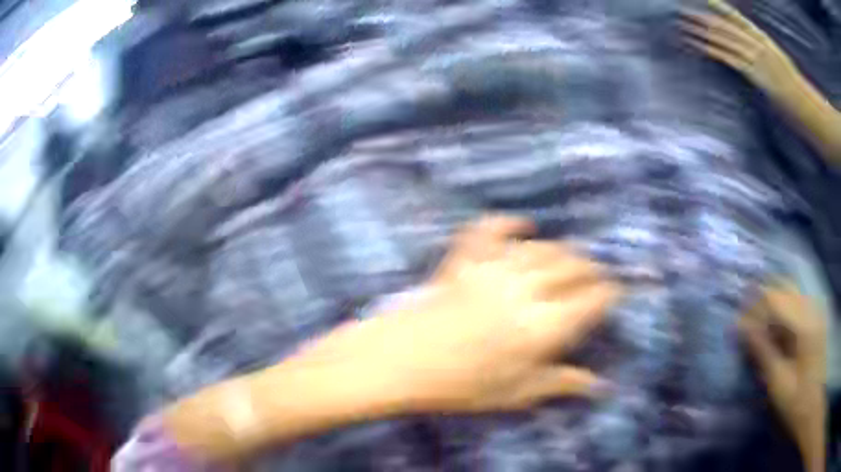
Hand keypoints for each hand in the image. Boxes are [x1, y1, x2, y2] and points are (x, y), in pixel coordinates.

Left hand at [296, 216, 621, 412]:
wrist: (401, 362)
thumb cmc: (461, 386)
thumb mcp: (517, 393)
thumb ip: (562, 383)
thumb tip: (600, 385)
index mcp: (543, 326)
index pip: (592, 300)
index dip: (609, 294)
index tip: (615, 294)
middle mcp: (526, 290)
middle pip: (573, 267)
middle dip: (592, 269)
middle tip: (597, 276)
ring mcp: (493, 269)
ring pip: (542, 248)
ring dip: (563, 250)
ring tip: (571, 258)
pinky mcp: (465, 259)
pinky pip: (491, 229)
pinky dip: (509, 223)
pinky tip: (522, 226)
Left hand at [681, 0, 799, 98]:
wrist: (803, 102)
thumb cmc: (794, 84)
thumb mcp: (780, 59)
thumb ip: (765, 49)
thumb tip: (752, 44)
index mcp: (762, 37)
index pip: (737, 17)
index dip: (720, 7)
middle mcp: (756, 43)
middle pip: (724, 26)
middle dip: (701, 17)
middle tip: (681, 10)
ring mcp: (755, 57)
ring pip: (723, 39)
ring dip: (701, 31)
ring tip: (682, 25)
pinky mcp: (754, 73)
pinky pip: (729, 58)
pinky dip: (713, 50)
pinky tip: (698, 45)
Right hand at [739, 281, 826, 471]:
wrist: (810, 406)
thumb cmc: (794, 400)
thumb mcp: (777, 382)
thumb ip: (762, 351)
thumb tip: (741, 327)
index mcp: (803, 324)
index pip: (775, 298)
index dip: (754, 306)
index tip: (736, 323)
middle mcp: (810, 309)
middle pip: (784, 287)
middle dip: (763, 298)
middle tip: (745, 319)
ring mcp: (814, 312)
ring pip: (790, 292)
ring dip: (772, 303)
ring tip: (757, 324)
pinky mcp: (814, 320)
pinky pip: (796, 304)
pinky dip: (782, 311)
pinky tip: (773, 330)